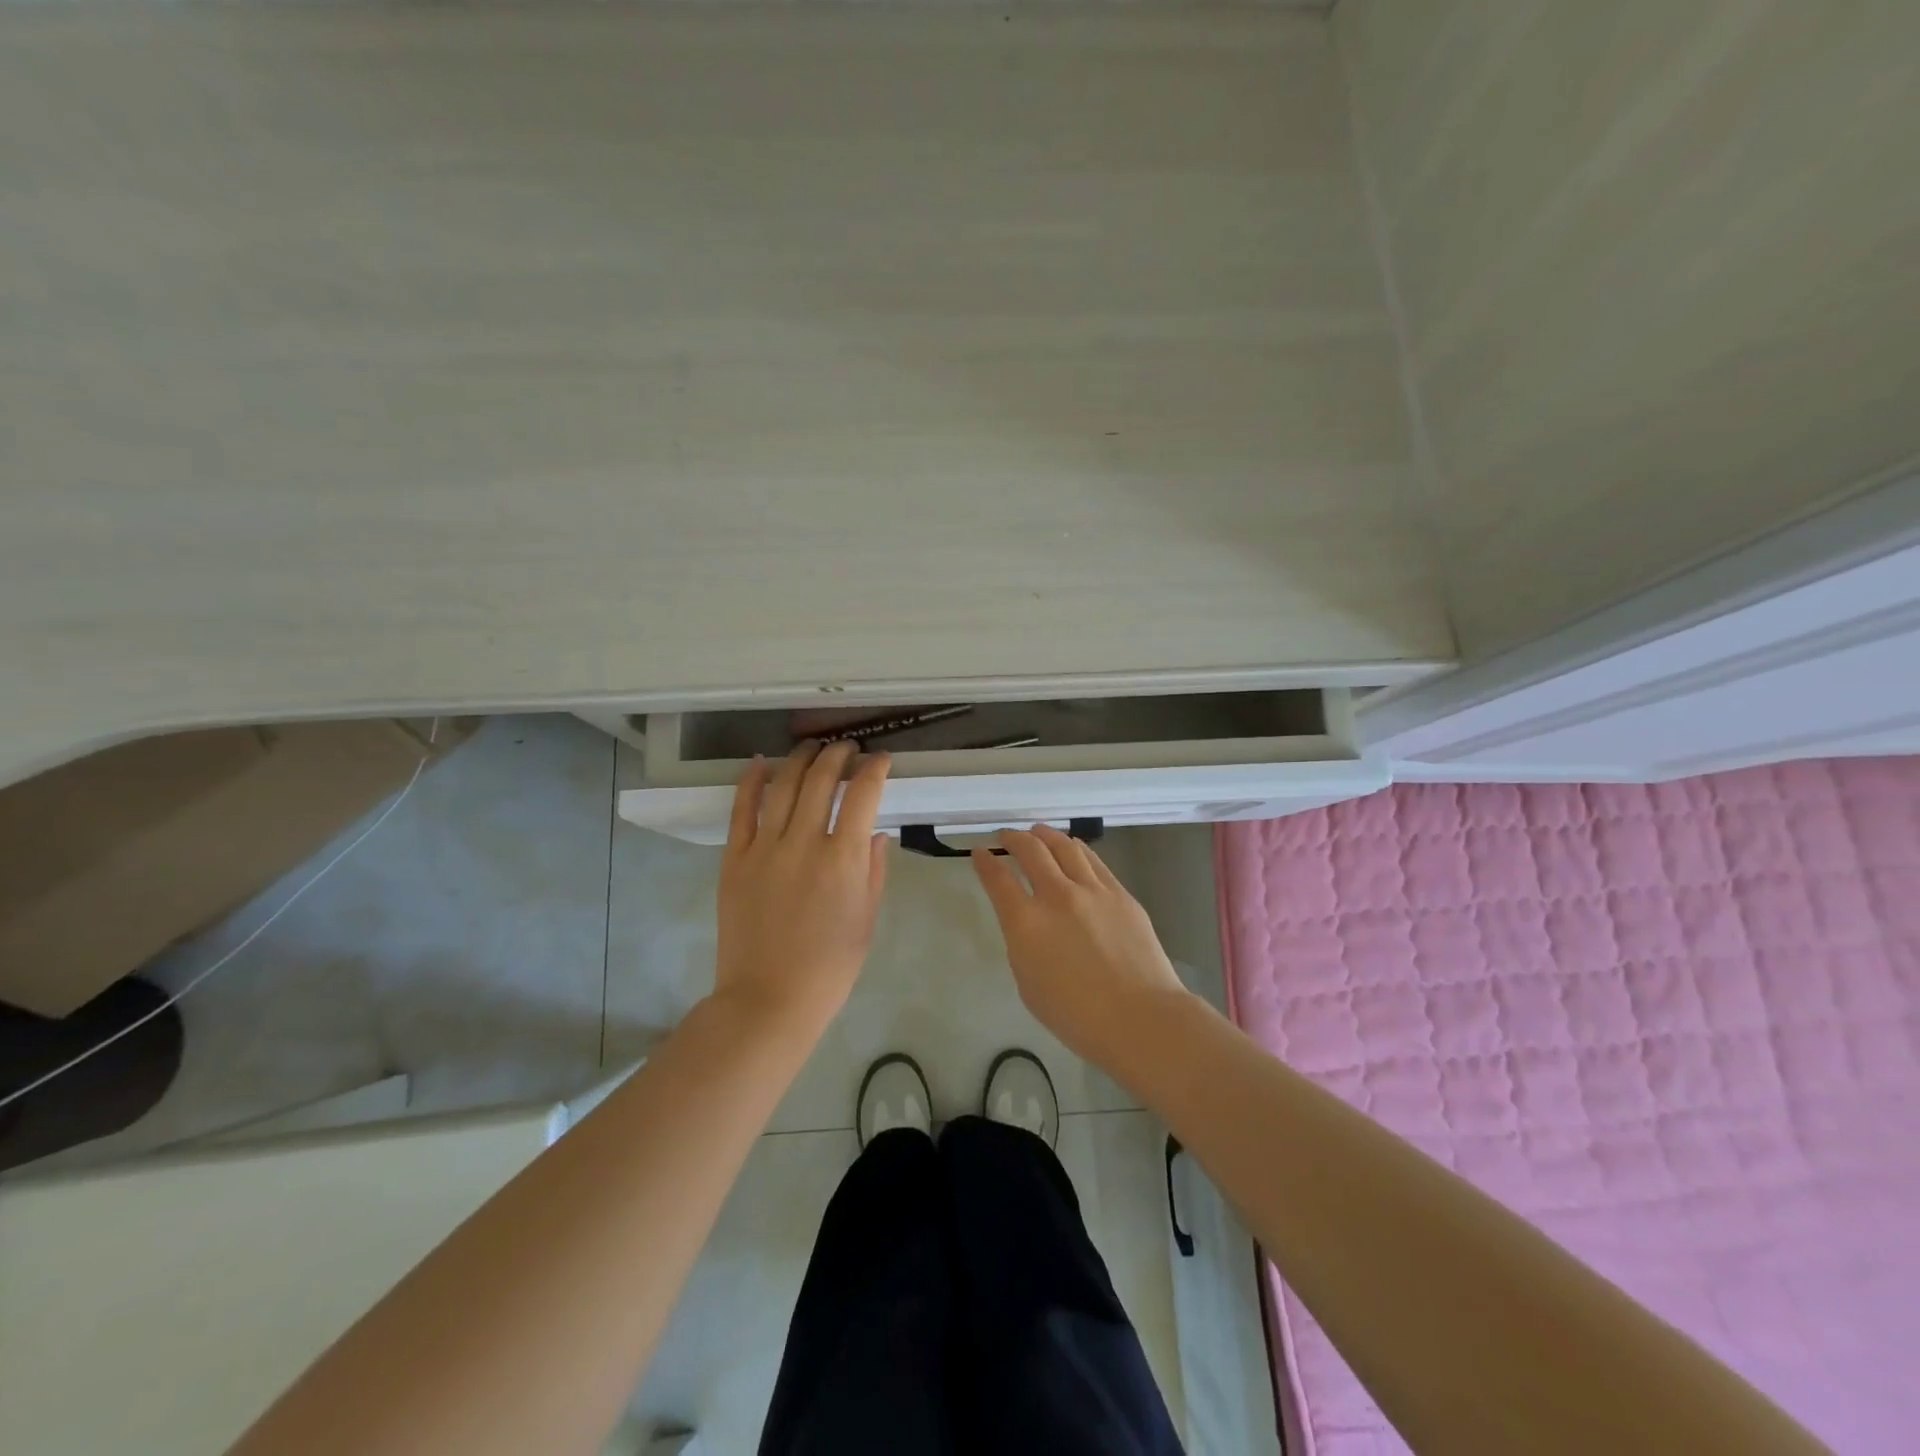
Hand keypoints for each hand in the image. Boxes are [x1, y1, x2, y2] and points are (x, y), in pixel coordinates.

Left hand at [715, 742, 890, 1034]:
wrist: (769, 999)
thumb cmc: (830, 966)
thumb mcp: (867, 919)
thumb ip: (873, 870)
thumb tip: (874, 832)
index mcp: (842, 859)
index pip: (862, 794)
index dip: (875, 769)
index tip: (881, 760)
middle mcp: (804, 843)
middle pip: (821, 779)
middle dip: (838, 754)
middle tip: (848, 748)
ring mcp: (764, 848)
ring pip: (783, 785)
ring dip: (800, 758)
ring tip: (812, 747)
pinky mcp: (735, 859)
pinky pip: (742, 810)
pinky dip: (752, 781)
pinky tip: (761, 763)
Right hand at [971, 825, 1196, 1072]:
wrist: (1140, 1017)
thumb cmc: (1077, 1016)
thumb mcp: (1029, 984)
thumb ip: (1023, 945)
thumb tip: (1029, 923)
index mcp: (1026, 923)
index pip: (998, 879)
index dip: (984, 861)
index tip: (979, 852)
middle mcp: (1057, 896)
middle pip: (1030, 850)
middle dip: (1013, 838)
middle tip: (1006, 836)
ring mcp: (1092, 890)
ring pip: (1064, 846)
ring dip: (1045, 835)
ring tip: (1038, 833)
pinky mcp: (1120, 893)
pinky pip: (1093, 860)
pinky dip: (1075, 849)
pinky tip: (1073, 849)